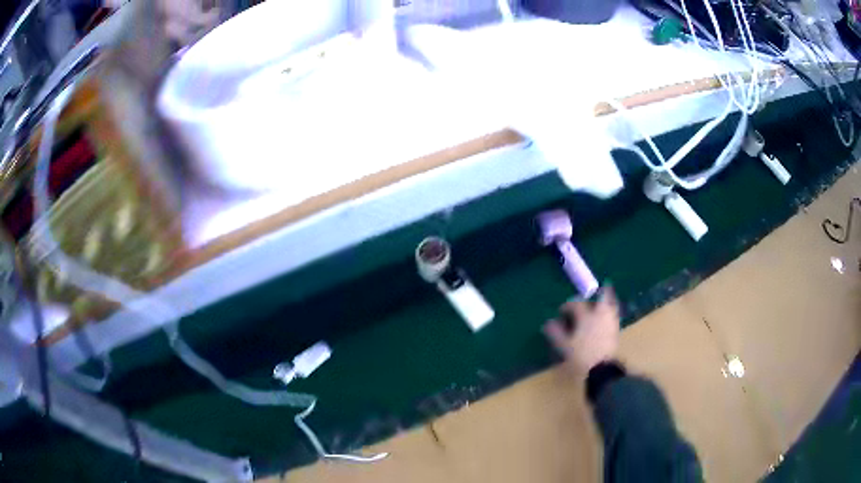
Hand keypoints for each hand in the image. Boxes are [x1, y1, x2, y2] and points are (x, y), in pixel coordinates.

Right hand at [544, 286, 619, 373]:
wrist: (602, 369)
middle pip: (602, 297)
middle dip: (597, 294)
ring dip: (605, 302)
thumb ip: (556, 333)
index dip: (568, 306)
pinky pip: (614, 315)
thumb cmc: (581, 356)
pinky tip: (604, 319)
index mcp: (586, 316)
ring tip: (599, 305)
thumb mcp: (564, 346)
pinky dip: (610, 312)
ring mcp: (610, 322)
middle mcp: (600, 315)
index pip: (576, 304)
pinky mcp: (616, 330)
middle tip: (592, 295)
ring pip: (611, 305)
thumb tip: (548, 323)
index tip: (561, 311)